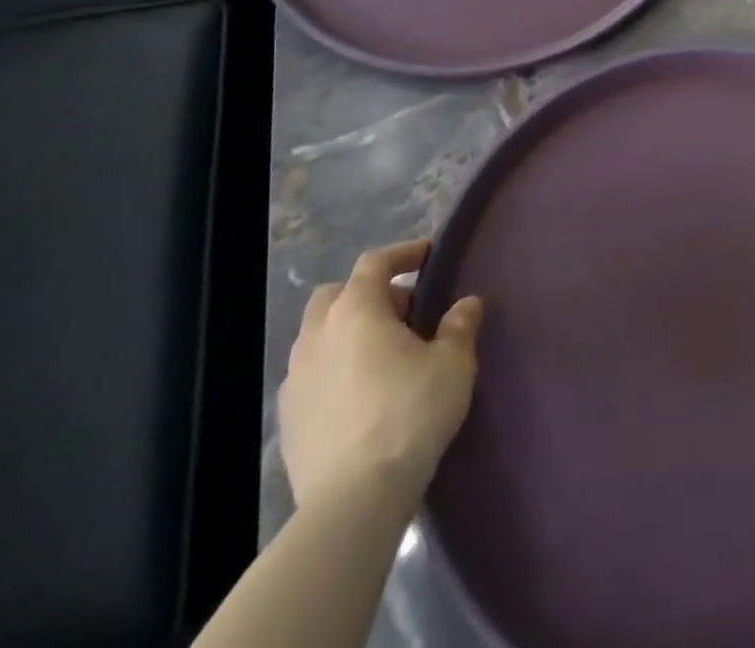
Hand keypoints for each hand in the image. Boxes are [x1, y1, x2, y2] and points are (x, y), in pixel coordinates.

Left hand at [279, 239, 483, 512]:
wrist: (354, 500)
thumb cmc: (409, 413)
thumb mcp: (453, 363)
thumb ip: (459, 325)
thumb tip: (466, 304)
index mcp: (355, 311)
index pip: (375, 263)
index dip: (403, 254)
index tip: (429, 256)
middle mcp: (317, 336)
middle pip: (336, 295)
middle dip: (368, 293)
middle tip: (405, 311)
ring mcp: (295, 380)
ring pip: (319, 337)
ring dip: (349, 333)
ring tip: (384, 354)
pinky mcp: (288, 422)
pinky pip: (312, 376)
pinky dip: (335, 370)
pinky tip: (362, 394)